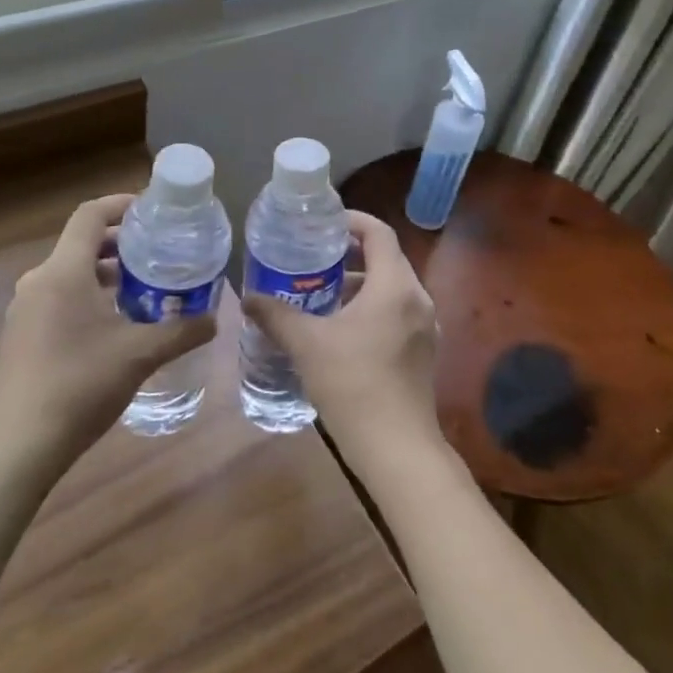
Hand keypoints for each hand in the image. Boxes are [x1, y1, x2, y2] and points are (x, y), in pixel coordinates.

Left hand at [0, 195, 216, 476]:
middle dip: (121, 241)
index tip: (154, 209)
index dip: (122, 204)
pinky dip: (88, 292)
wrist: (19, 446)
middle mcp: (39, 280)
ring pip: (70, 271)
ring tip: (143, 284)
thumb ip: (181, 331)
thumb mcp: (140, 355)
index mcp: (64, 271)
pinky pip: (58, 294)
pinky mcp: (21, 333)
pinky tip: (114, 321)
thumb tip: (215, 318)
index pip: (91, 215)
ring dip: (105, 270)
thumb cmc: (80, 386)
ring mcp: (26, 308)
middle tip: (158, 249)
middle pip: (82, 242)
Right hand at [243, 211, 444, 478]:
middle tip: (313, 258)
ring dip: (358, 285)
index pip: (378, 233)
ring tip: (320, 294)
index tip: (323, 224)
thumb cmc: (353, 385)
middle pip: (385, 259)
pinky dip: (371, 308)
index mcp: (395, 285)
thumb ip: (276, 315)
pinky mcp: (423, 352)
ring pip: (391, 289)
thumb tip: (247, 298)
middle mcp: (417, 298)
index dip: (351, 221)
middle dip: (349, 255)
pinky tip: (340, 330)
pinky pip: (397, 313)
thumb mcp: (307, 345)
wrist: (398, 451)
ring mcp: (425, 327)